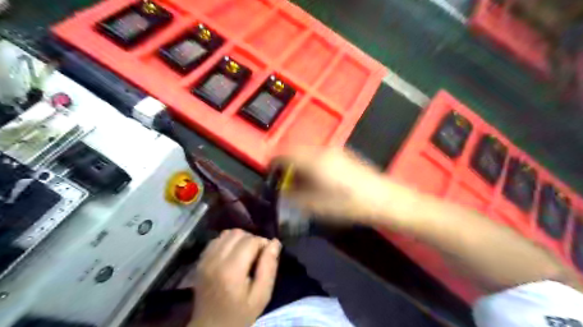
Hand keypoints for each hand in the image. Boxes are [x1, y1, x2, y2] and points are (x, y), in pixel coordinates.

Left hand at [191, 229, 280, 326]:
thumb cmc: (240, 314)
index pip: (251, 241)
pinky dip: (228, 242)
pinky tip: (232, 255)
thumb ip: (269, 267)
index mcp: (231, 270)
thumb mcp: (261, 295)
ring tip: (245, 254)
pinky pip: (217, 240)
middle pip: (238, 234)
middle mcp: (215, 260)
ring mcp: (205, 259)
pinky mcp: (200, 261)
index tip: (267, 256)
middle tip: (257, 256)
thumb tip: (275, 242)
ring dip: (240, 239)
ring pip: (227, 233)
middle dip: (252, 239)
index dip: (263, 244)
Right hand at [275, 148, 393, 223]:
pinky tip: (320, 179)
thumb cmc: (349, 204)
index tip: (270, 172)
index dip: (274, 162)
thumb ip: (296, 198)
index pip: (286, 154)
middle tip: (286, 181)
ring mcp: (336, 151)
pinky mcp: (345, 155)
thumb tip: (283, 192)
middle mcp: (323, 151)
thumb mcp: (318, 206)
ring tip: (303, 182)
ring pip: (309, 153)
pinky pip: (321, 155)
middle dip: (288, 164)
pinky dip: (313, 164)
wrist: (384, 198)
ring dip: (301, 164)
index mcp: (314, 161)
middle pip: (297, 152)